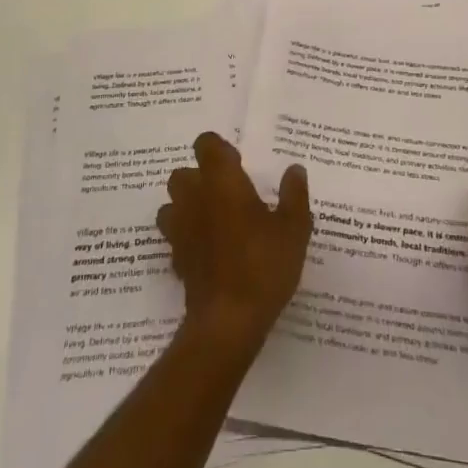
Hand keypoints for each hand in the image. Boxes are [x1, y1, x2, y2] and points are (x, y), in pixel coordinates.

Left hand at [157, 133, 311, 350]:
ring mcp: (180, 230)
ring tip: (215, 220)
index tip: (238, 165)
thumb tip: (294, 170)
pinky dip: (188, 238)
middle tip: (229, 194)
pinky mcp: (176, 260)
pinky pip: (175, 237)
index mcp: (221, 181)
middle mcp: (194, 198)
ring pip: (172, 205)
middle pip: (183, 174)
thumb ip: (294, 194)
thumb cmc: (263, 265)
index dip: (219, 150)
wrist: (228, 322)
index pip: (206, 144)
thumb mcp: (294, 228)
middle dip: (200, 178)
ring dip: (188, 207)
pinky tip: (210, 252)